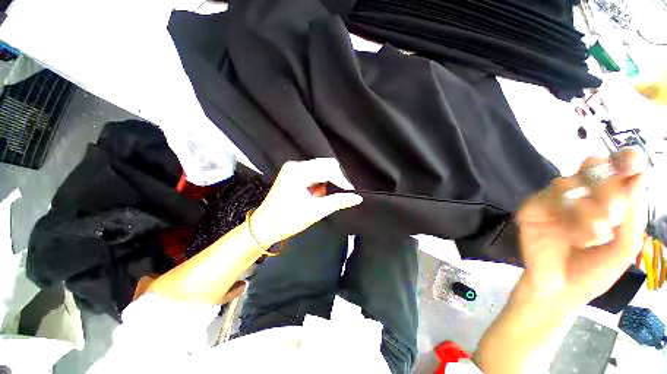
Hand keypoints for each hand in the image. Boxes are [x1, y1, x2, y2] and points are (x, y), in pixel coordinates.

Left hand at [249, 158, 362, 246]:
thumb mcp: (315, 211)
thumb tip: (357, 198)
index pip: (327, 169)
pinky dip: (320, 186)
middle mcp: (296, 166)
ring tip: (320, 199)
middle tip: (337, 196)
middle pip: (325, 166)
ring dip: (326, 184)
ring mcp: (294, 170)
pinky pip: (315, 175)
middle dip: (334, 181)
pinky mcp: (295, 175)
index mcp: (297, 171)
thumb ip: (338, 201)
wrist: (265, 226)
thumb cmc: (287, 219)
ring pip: (321, 170)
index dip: (341, 181)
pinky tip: (315, 196)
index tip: (350, 193)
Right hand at [516, 150, 647, 307]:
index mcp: (603, 199)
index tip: (634, 159)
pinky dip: (567, 217)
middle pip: (590, 168)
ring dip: (589, 208)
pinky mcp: (531, 209)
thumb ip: (633, 214)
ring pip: (568, 183)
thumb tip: (637, 177)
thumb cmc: (595, 270)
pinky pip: (548, 200)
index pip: (613, 169)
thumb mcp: (625, 247)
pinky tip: (574, 237)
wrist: (559, 290)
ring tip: (597, 235)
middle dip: (607, 185)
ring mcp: (552, 200)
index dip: (622, 160)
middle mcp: (578, 194)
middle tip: (615, 213)